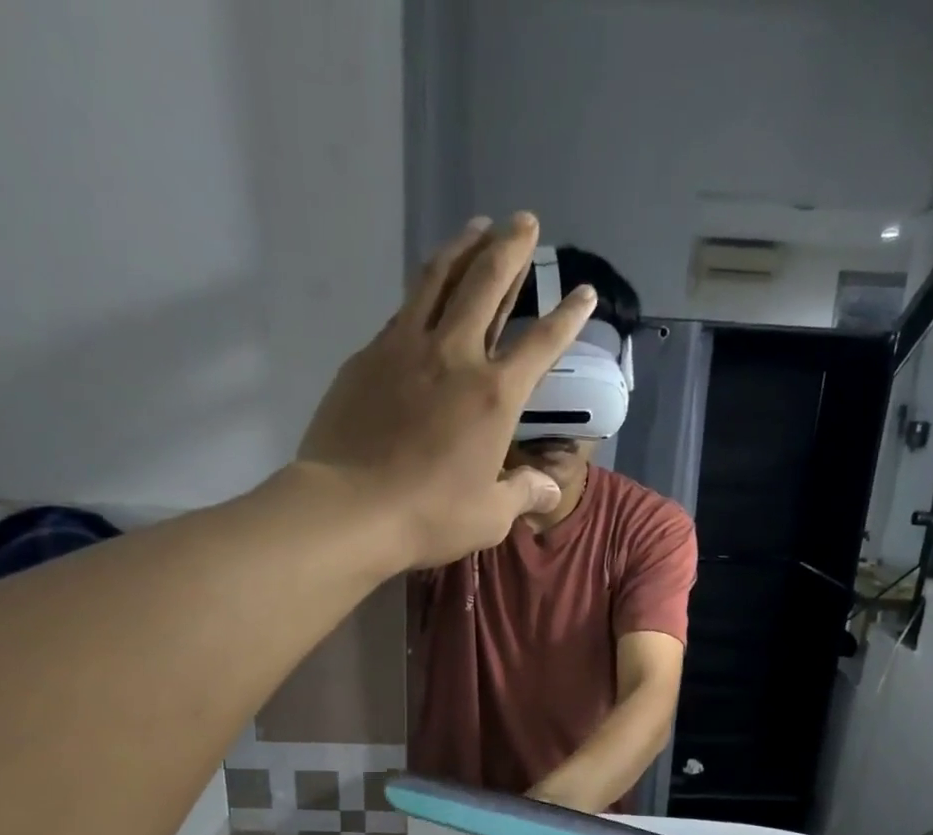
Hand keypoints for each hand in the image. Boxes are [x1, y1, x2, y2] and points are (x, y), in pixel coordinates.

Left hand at [298, 213, 598, 568]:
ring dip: (463, 247)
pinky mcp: (368, 356)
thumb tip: (550, 489)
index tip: (583, 292)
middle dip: (511, 248)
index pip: (541, 344)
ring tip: (477, 225)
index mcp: (495, 395)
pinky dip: (423, 290)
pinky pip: (403, 311)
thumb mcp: (489, 516)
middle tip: (524, 221)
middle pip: (487, 283)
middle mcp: (455, 356)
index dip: (568, 317)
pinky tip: (426, 290)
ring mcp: (405, 349)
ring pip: (439, 279)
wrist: (348, 508)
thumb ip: (523, 493)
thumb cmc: (429, 516)